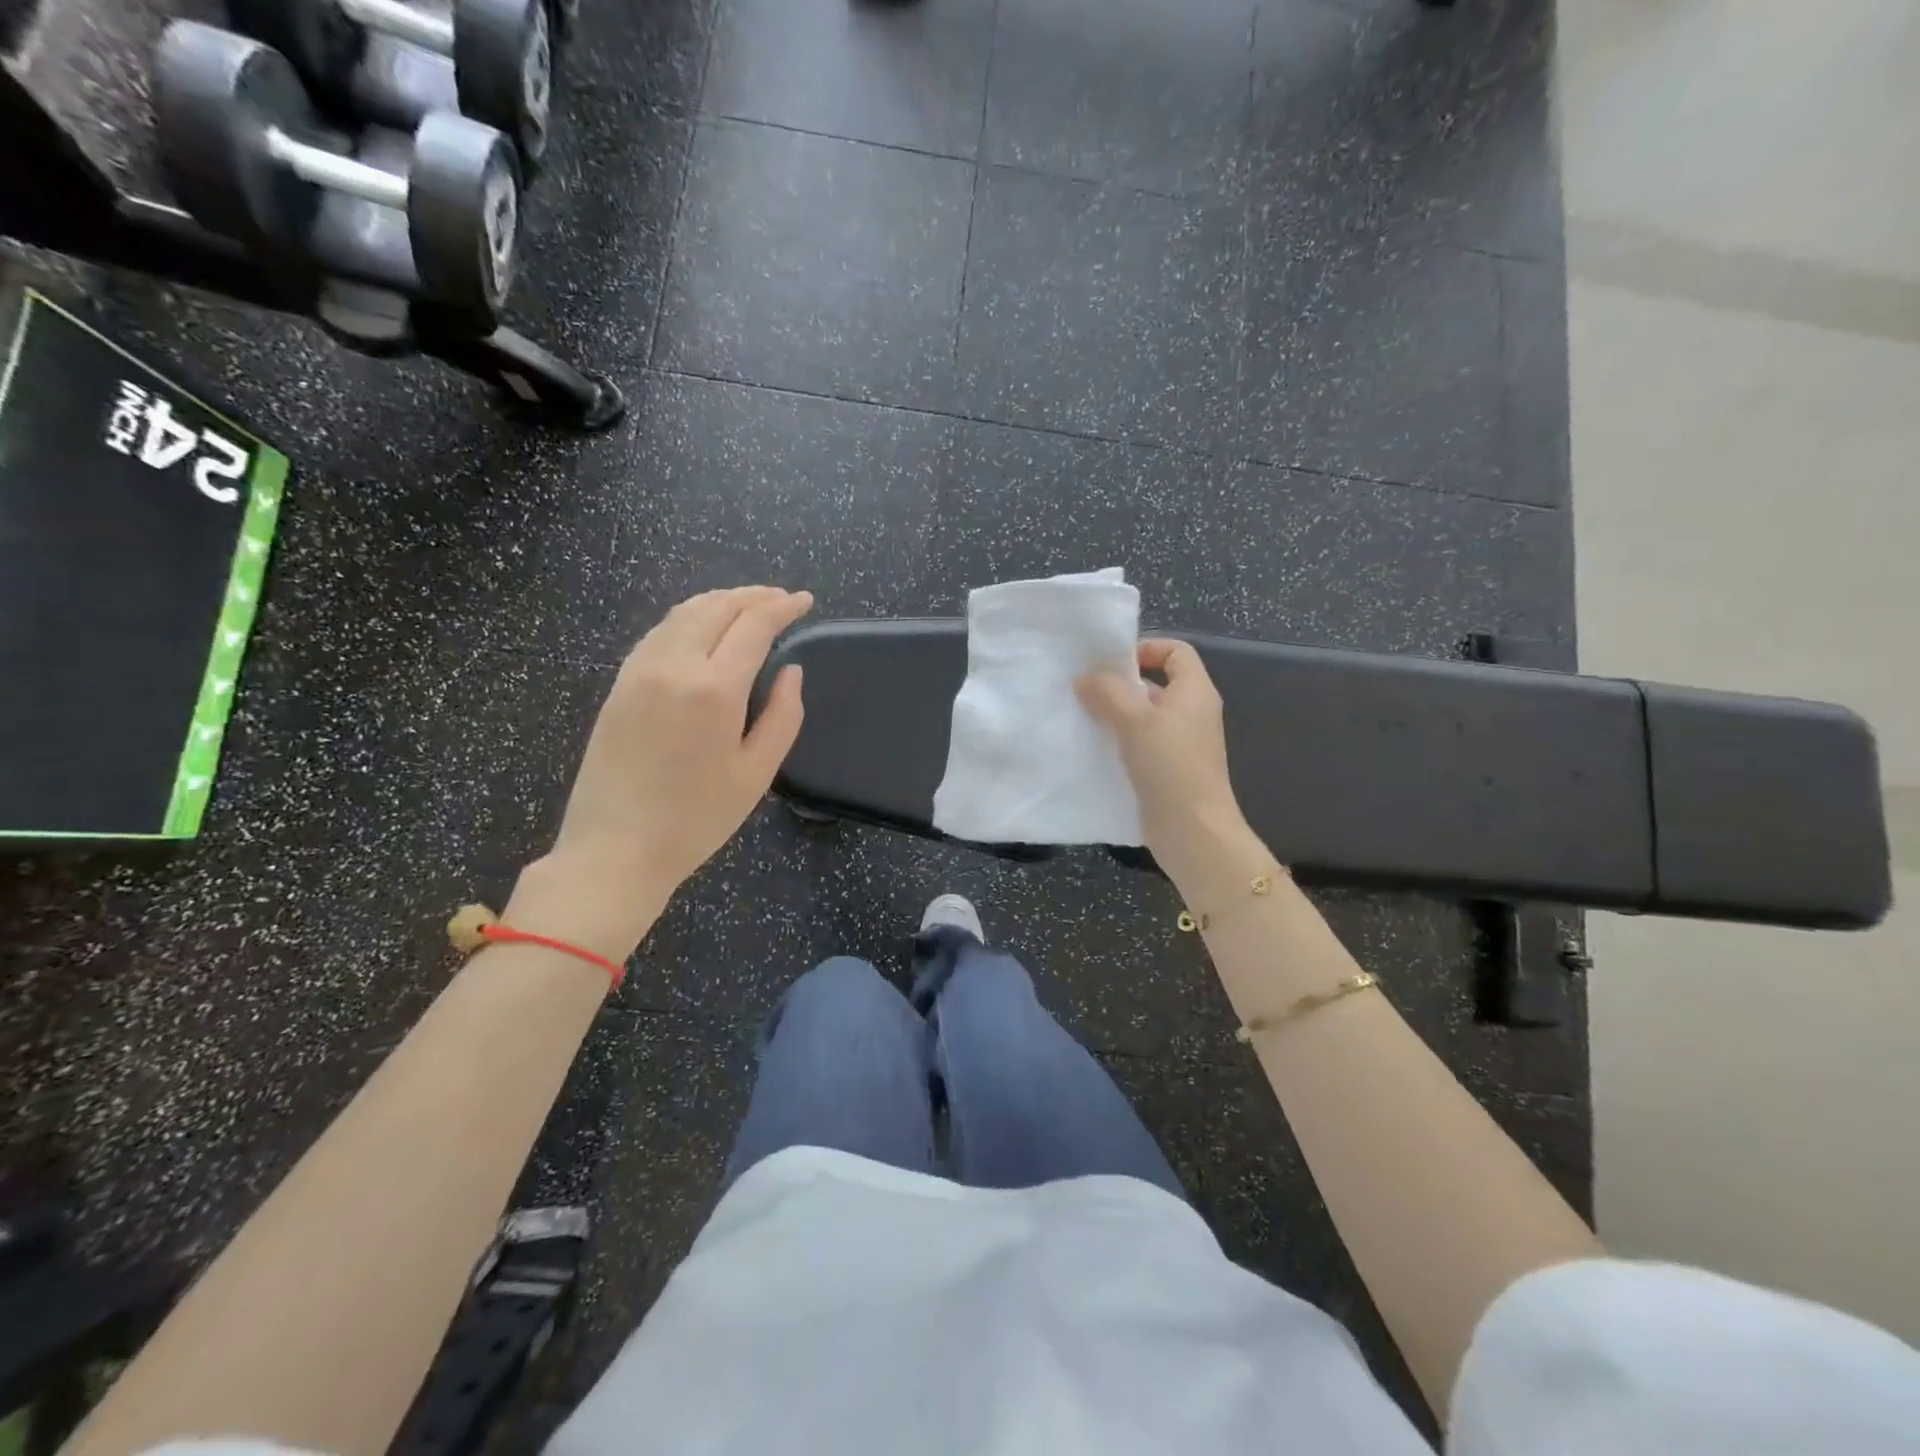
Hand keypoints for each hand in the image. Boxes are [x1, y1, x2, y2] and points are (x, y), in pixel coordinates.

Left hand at [511, 586, 812, 960]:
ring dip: (720, 600)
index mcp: (713, 689)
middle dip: (753, 595)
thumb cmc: (696, 819)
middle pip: (716, 607)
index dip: (783, 607)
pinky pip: (659, 632)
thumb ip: (782, 716)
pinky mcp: (620, 683)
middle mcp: (673, 665)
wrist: (614, 849)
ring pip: (683, 613)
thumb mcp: (756, 774)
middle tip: (781, 598)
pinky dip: (689, 617)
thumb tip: (791, 671)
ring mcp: (639, 671)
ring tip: (747, 605)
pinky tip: (702, 629)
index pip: (753, 625)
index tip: (805, 601)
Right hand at [1076, 639, 1265, 887]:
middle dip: (1119, 685)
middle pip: (1155, 684)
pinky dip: (1117, 742)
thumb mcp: (1135, 720)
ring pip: (1143, 717)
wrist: (1192, 832)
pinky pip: (1139, 745)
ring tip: (1081, 718)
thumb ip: (1108, 692)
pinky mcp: (1166, 771)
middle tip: (1083, 691)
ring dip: (1114, 716)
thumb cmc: (1170, 767)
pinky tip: (1092, 749)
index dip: (1146, 649)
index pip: (1176, 651)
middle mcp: (1191, 713)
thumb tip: (1086, 678)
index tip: (1110, 664)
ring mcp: (1180, 744)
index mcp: (1194, 692)